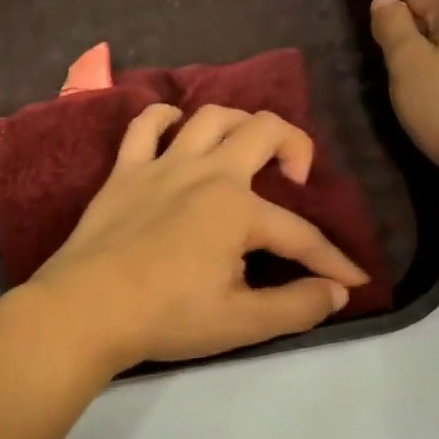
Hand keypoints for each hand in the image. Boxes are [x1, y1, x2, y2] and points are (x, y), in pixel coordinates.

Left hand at [27, 104, 369, 374]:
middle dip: (297, 146)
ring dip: (239, 122)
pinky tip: (176, 129)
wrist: (84, 310)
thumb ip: (296, 307)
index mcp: (237, 209)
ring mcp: (162, 165)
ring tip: (247, 149)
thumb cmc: (165, 316)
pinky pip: (145, 125)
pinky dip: (164, 118)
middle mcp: (206, 172)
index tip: (354, 281)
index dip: (333, 261)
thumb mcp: (241, 323)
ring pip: (210, 116)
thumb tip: (337, 293)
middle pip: (264, 131)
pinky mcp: (124, 171)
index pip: (301, 235)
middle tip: (298, 180)